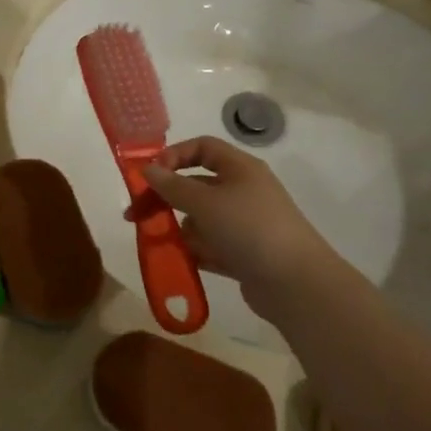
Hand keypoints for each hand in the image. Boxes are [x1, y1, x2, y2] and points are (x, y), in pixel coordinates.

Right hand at [141, 137, 332, 321]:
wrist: (295, 282)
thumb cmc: (249, 228)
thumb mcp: (205, 202)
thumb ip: (172, 186)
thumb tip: (148, 169)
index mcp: (239, 168)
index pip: (202, 148)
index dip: (173, 155)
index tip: (149, 175)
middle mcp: (243, 191)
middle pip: (196, 185)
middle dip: (166, 199)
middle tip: (135, 216)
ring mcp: (245, 224)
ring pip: (201, 219)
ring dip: (180, 230)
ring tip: (164, 245)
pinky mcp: (244, 253)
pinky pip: (210, 246)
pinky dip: (195, 252)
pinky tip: (180, 263)